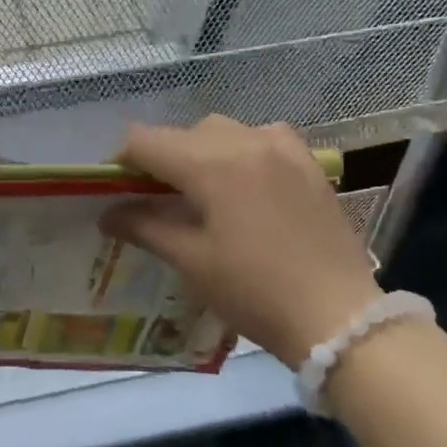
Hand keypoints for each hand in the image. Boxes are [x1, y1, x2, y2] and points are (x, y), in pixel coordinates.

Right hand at [100, 116, 381, 368]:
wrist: (338, 316)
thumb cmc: (254, 291)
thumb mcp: (191, 261)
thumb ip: (145, 226)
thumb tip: (108, 214)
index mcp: (209, 164)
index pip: (145, 140)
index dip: (122, 160)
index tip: (116, 188)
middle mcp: (243, 141)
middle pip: (182, 133)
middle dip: (160, 158)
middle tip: (155, 197)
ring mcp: (281, 148)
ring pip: (223, 130)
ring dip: (201, 150)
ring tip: (201, 188)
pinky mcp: (309, 163)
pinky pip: (264, 136)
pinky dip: (244, 147)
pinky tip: (247, 177)